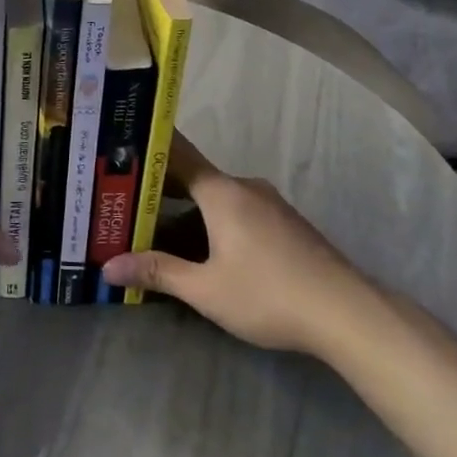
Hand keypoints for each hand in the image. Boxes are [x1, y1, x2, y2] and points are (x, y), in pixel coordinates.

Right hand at [101, 136, 368, 352]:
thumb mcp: (206, 289)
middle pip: (194, 177)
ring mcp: (269, 205)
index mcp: (222, 192)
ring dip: (185, 208)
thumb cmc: (269, 294)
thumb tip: (108, 267)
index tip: (119, 144)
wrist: (347, 313)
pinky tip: (198, 245)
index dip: (147, 149)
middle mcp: (245, 188)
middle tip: (121, 196)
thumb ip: (157, 272)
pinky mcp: (284, 224)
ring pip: (216, 196)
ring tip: (151, 224)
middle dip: (158, 187)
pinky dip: (210, 219)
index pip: (177, 154)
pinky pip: (236, 210)